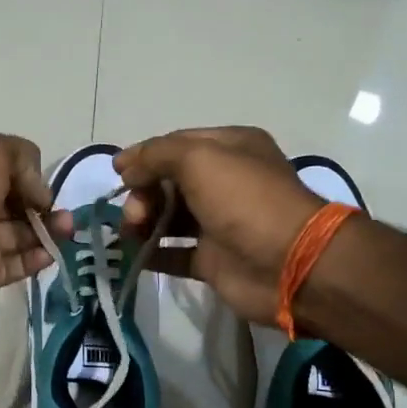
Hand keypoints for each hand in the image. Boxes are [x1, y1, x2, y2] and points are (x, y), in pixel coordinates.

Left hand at [0, 133, 73, 333]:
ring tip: (67, 231)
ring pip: (22, 233)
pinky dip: (38, 258)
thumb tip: (39, 193)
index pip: (5, 169)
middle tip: (65, 214)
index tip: (42, 187)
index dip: (29, 175)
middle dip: (44, 205)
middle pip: (16, 202)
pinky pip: (18, 264)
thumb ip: (21, 156)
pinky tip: (51, 254)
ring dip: (48, 230)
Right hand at [116, 127, 325, 325]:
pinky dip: (151, 253)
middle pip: (169, 181)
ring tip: (132, 232)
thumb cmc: (244, 200)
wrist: (289, 263)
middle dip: (144, 192)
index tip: (117, 172)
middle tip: (134, 212)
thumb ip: (156, 155)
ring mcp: (219, 223)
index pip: (176, 144)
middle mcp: (225, 182)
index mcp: (229, 148)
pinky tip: (133, 254)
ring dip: (143, 221)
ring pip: (168, 217)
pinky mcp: (213, 260)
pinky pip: (173, 253)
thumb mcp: (199, 158)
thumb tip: (126, 168)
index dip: (145, 156)